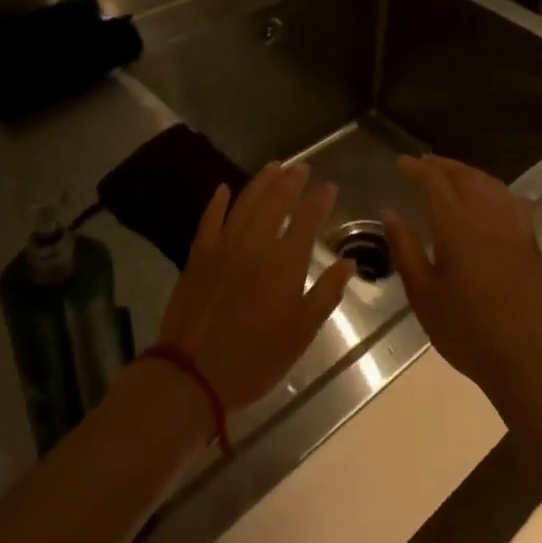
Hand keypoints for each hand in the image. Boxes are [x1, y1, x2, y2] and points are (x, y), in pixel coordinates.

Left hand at [155, 163, 354, 412]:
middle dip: (292, 181)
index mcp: (285, 263)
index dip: (320, 200)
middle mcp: (256, 244)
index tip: (329, 186)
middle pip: (276, 201)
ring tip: (274, 167)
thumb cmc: (256, 358)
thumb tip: (348, 263)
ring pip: (246, 202)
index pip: (307, 219)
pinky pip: (210, 219)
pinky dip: (218, 201)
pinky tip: (224, 189)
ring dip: (261, 182)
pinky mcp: (198, 255)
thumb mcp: (301, 332)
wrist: (193, 375)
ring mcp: (224, 246)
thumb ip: (326, 294)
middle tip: (302, 167)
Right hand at [383, 156, 541, 418]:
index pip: (435, 181)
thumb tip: (390, 213)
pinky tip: (488, 196)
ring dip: (467, 173)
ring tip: (451, 174)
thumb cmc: (465, 329)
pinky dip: (492, 188)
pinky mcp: (530, 238)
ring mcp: (513, 224)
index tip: (401, 163)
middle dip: (442, 165)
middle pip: (465, 175)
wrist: (524, 355)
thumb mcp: (422, 294)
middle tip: (423, 164)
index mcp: (457, 225)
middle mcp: (487, 215)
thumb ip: (405, 248)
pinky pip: (510, 198)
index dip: (417, 168)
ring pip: (489, 182)